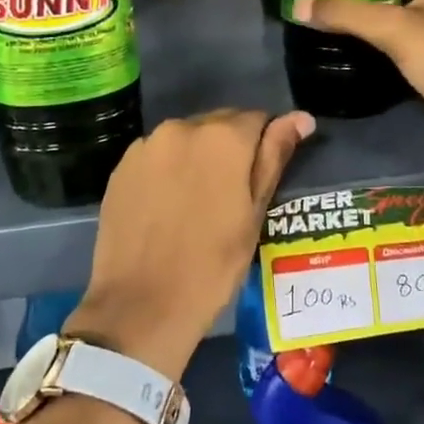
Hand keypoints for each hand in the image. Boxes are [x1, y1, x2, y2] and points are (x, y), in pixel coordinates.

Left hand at [67, 108, 314, 378]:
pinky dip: (168, 169)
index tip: (262, 178)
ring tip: (198, 201)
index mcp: (223, 137)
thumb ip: (274, 157)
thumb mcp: (254, 214)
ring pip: (186, 138)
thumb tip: (300, 118)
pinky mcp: (122, 166)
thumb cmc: (212, 265)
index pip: (258, 119)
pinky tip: (168, 206)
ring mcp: (147, 145)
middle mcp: (182, 127)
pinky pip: (157, 155)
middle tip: (233, 193)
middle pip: (219, 124)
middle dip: (231, 148)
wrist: (140, 305)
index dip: (265, 146)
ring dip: (198, 156)